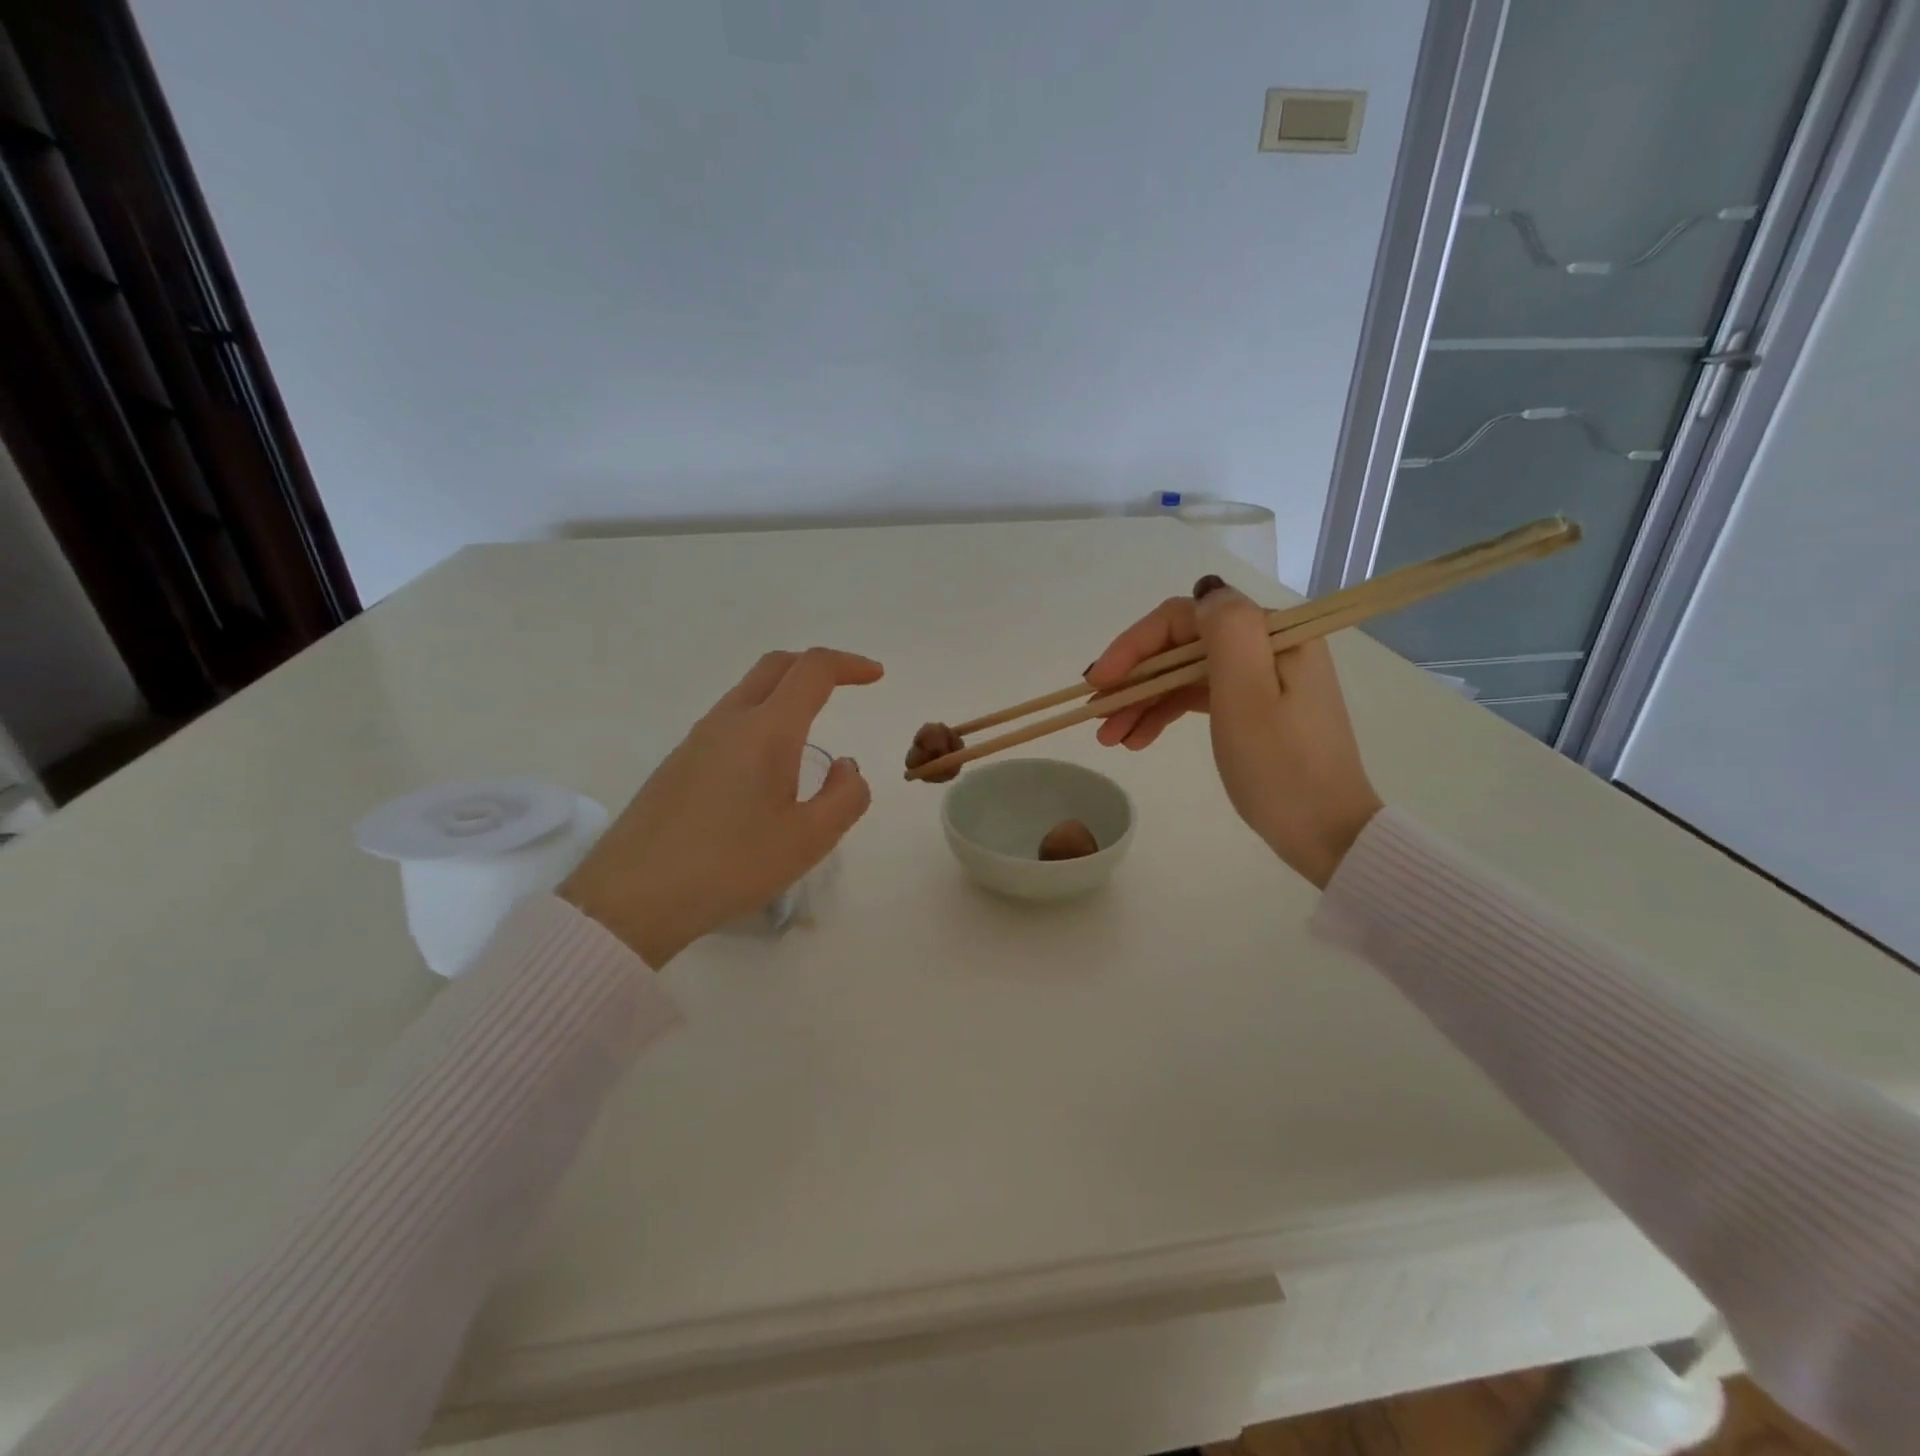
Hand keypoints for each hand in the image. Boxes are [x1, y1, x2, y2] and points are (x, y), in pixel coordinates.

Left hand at [559, 648, 882, 965]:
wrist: (632, 899)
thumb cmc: (730, 866)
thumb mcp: (809, 840)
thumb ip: (845, 796)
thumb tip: (844, 766)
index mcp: (766, 730)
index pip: (812, 670)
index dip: (849, 665)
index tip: (876, 676)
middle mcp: (728, 722)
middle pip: (776, 666)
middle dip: (816, 667)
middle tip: (847, 685)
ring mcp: (696, 740)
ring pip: (748, 693)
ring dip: (786, 694)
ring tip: (811, 733)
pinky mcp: (677, 764)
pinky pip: (728, 723)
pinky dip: (761, 721)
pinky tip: (766, 769)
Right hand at [1085, 578, 1381, 887]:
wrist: (1327, 835)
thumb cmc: (1281, 767)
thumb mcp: (1248, 696)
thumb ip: (1226, 632)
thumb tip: (1205, 592)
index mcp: (1270, 635)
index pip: (1184, 618)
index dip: (1134, 644)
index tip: (1098, 682)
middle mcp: (1266, 647)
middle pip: (1180, 646)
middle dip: (1133, 678)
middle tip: (1095, 715)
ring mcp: (1260, 679)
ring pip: (1183, 674)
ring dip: (1142, 701)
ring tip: (1109, 737)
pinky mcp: (1254, 708)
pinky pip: (1198, 697)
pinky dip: (1165, 714)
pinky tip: (1137, 739)